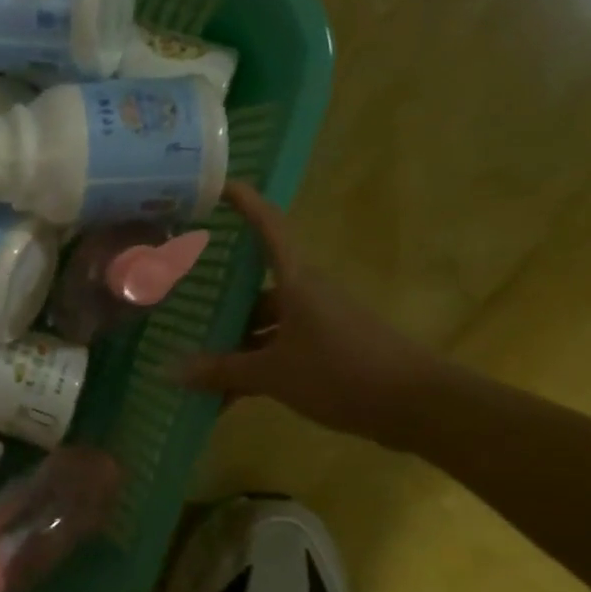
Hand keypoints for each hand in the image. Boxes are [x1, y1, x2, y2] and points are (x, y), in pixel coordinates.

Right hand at [176, 182, 441, 443]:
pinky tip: (226, 394)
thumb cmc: (343, 372)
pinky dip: (253, 366)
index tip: (218, 185)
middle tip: (176, 299)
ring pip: (264, 323)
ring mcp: (318, 323)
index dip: (245, 203)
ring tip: (191, 360)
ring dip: (232, 342)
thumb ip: (221, 371)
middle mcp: (306, 294)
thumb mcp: (274, 374)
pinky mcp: (328, 351)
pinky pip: (279, 349)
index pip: (269, 228)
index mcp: (297, 282)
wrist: (421, 407)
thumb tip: (169, 370)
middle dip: (217, 297)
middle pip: (254, 286)